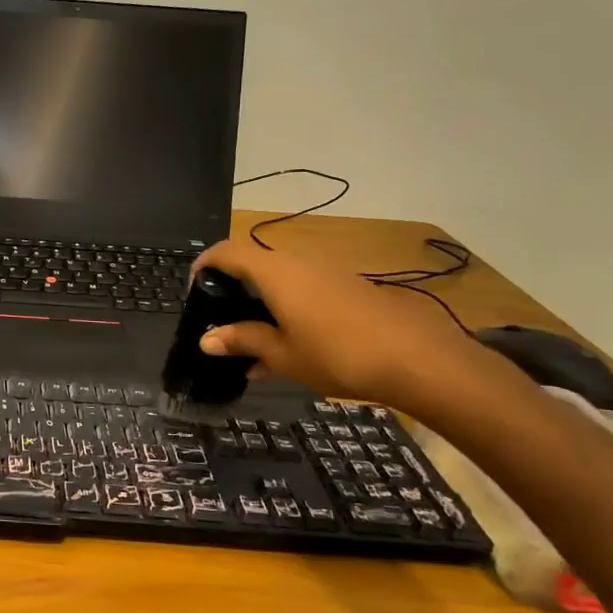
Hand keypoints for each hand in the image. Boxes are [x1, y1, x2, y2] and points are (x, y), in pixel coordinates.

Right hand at [190, 236, 484, 413]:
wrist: (419, 360)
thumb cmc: (338, 354)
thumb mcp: (283, 354)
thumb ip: (243, 341)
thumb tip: (207, 340)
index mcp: (274, 272)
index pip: (227, 252)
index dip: (204, 264)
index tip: (193, 288)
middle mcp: (299, 262)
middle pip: (254, 262)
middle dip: (232, 284)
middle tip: (220, 315)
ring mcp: (328, 272)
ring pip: (281, 276)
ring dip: (261, 298)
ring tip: (253, 336)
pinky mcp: (350, 286)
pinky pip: (305, 287)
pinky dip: (288, 305)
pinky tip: (291, 342)